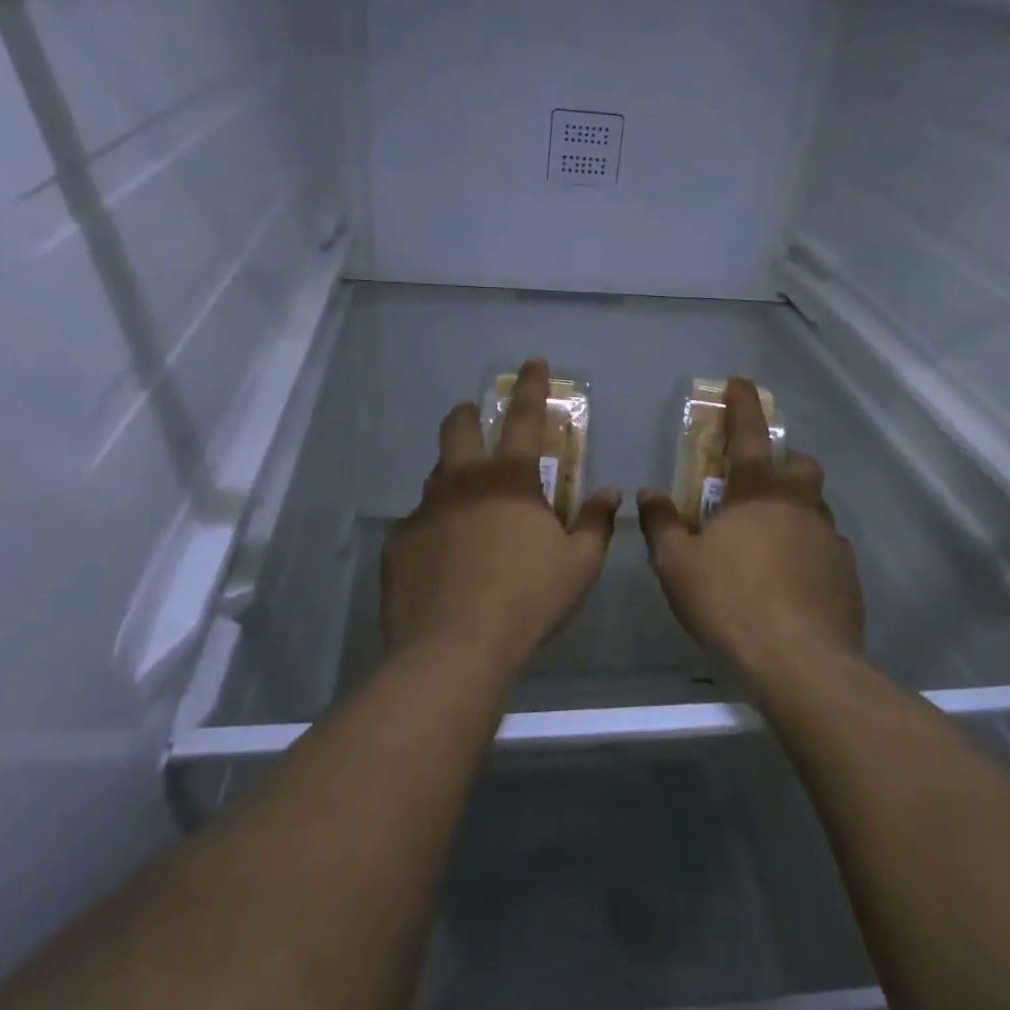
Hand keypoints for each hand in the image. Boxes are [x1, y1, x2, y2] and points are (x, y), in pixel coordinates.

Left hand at [384, 359, 621, 669]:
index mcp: (510, 480)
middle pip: (460, 427)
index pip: (526, 418)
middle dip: (470, 414)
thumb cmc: (529, 600)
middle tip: (477, 418)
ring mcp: (424, 510)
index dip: (532, 386)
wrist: (455, 647)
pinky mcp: (399, 542)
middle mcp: (462, 482)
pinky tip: (443, 557)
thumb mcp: (579, 565)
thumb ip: (596, 523)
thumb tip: (610, 493)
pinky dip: (434, 527)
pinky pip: (418, 523)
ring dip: (452, 473)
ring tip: (465, 499)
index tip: (533, 361)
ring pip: (436, 474)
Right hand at [638, 377, 863, 676]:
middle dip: (784, 462)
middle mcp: (800, 507)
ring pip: (817, 508)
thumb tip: (648, 493)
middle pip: (801, 466)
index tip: (741, 381)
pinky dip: (809, 551)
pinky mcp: (847, 575)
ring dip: (796, 510)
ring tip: (770, 540)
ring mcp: (829, 540)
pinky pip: (828, 548)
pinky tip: (792, 580)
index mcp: (757, 495)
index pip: (749, 435)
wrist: (798, 662)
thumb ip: (662, 524)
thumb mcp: (677, 565)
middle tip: (759, 484)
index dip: (743, 405)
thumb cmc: (729, 603)